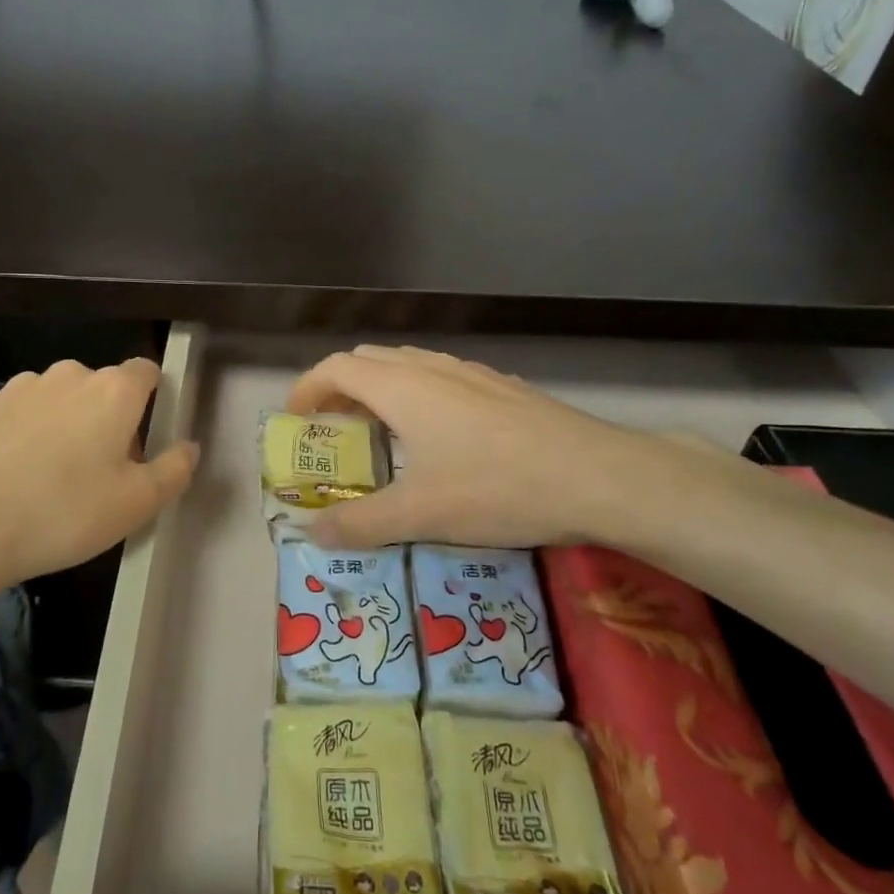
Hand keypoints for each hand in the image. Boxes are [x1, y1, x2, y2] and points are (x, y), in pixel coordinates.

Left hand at [0, 357, 199, 595]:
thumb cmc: (62, 512)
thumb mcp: (136, 504)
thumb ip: (174, 470)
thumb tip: (189, 447)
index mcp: (113, 391)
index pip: (147, 371)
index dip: (152, 400)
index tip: (144, 439)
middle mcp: (68, 376)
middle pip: (101, 389)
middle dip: (107, 421)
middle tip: (99, 475)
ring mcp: (18, 388)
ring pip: (56, 401)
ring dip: (63, 427)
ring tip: (48, 482)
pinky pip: (16, 416)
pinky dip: (22, 437)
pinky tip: (9, 479)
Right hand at [288, 345, 674, 551]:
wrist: (597, 475)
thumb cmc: (497, 488)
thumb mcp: (420, 515)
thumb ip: (360, 523)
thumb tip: (312, 533)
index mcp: (401, 388)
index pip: (336, 368)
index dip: (307, 389)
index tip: (295, 420)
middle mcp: (430, 368)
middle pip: (368, 360)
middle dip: (340, 388)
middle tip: (334, 430)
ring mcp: (470, 372)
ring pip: (408, 365)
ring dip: (380, 389)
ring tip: (381, 432)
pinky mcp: (501, 386)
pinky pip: (441, 377)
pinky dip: (417, 394)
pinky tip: (440, 437)